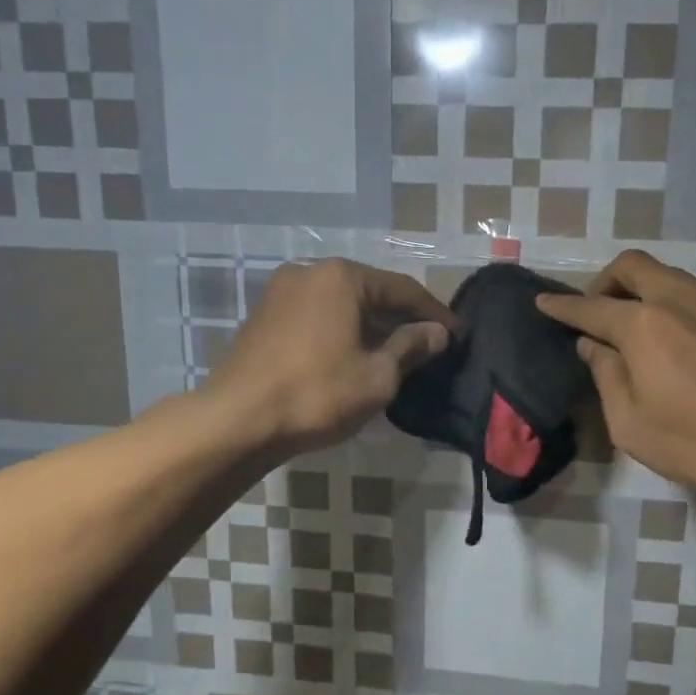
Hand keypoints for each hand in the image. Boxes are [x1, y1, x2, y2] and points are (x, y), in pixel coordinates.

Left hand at [204, 259, 455, 455]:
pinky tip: (357, 355)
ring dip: (372, 326)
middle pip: (371, 292)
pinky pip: (318, 316)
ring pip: (342, 304)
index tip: (458, 334)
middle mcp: (311, 272)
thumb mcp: (378, 375)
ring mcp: (282, 292)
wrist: (237, 421)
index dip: (435, 314)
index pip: (403, 290)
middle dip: (402, 318)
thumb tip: (437, 333)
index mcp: (342, 277)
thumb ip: (411, 347)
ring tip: (398, 353)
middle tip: (431, 344)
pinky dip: (343, 331)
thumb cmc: (317, 394)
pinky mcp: (265, 316)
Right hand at [535, 250, 695, 501]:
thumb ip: (607, 377)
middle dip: (605, 281)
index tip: (544, 303)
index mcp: (644, 325)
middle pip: (633, 266)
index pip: (591, 307)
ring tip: (638, 329)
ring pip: (670, 278)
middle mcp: (680, 300)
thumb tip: (594, 346)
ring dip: (643, 292)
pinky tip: (683, 347)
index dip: (562, 306)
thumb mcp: (631, 424)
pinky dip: (676, 309)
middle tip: (597, 311)